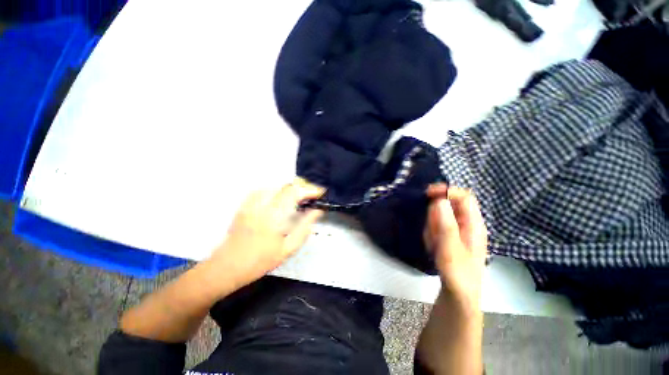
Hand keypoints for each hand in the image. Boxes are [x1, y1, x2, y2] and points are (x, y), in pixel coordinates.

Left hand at [207, 177, 324, 289]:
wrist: (227, 267)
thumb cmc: (260, 261)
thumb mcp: (288, 248)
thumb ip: (304, 227)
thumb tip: (317, 211)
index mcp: (274, 216)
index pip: (294, 193)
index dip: (309, 190)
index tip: (320, 193)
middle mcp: (262, 205)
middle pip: (285, 186)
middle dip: (301, 189)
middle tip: (310, 198)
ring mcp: (251, 203)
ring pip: (274, 186)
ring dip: (289, 189)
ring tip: (297, 198)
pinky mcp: (244, 205)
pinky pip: (262, 190)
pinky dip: (275, 190)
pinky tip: (279, 199)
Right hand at [424, 184, 487, 310]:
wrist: (459, 294)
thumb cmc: (458, 272)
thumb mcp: (450, 248)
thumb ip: (446, 223)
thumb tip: (440, 200)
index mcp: (474, 224)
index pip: (464, 196)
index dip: (447, 191)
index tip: (428, 194)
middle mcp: (468, 223)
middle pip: (450, 205)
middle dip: (436, 213)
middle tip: (431, 230)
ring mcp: (458, 230)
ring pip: (441, 216)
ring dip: (432, 225)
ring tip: (434, 243)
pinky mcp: (450, 236)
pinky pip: (436, 226)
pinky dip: (431, 233)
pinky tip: (434, 247)